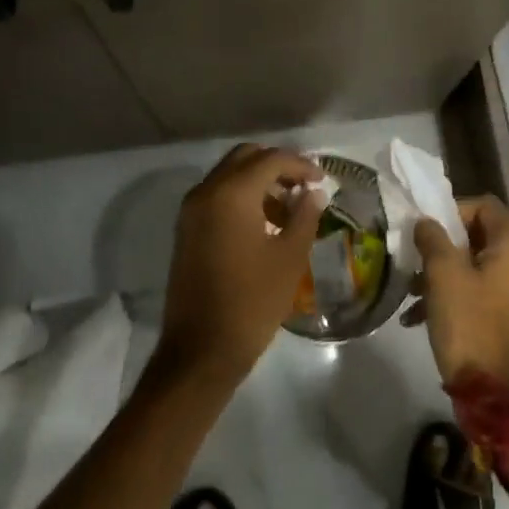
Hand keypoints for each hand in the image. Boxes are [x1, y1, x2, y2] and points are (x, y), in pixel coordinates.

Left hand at [154, 143, 323, 390]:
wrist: (200, 350)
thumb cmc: (252, 302)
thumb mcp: (289, 258)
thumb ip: (304, 216)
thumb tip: (312, 193)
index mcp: (231, 194)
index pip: (270, 160)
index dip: (300, 165)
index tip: (322, 180)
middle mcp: (206, 192)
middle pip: (245, 158)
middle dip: (277, 165)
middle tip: (304, 185)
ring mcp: (191, 210)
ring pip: (229, 175)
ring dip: (259, 181)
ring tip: (289, 208)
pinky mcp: (187, 229)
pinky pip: (217, 195)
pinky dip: (241, 196)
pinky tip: (265, 223)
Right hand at [405, 194, 508, 394]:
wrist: (496, 396)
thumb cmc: (469, 323)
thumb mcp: (443, 275)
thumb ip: (432, 238)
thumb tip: (427, 222)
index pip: (484, 205)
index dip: (452, 211)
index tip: (426, 232)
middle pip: (482, 236)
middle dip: (445, 247)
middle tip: (417, 262)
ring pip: (481, 266)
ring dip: (446, 273)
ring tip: (413, 295)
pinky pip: (488, 291)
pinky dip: (460, 295)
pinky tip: (424, 316)